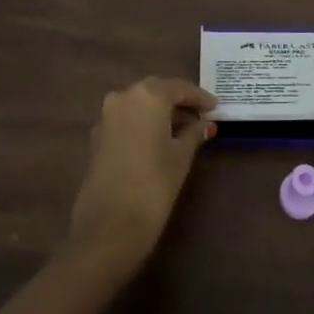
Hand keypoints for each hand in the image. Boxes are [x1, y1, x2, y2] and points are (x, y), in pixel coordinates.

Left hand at [68, 76, 215, 271]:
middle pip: (156, 91)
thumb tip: (204, 124)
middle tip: (200, 114)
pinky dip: (143, 124)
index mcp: (148, 96)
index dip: (199, 97)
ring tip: (182, 129)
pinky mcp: (97, 137)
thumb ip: (194, 134)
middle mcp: (124, 97)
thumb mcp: (181, 157)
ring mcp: (106, 117)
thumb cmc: (154, 185)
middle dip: (178, 100)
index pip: (179, 88)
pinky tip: (157, 140)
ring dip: (159, 112)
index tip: (216, 106)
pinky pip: (126, 119)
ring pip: (139, 104)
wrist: (108, 226)